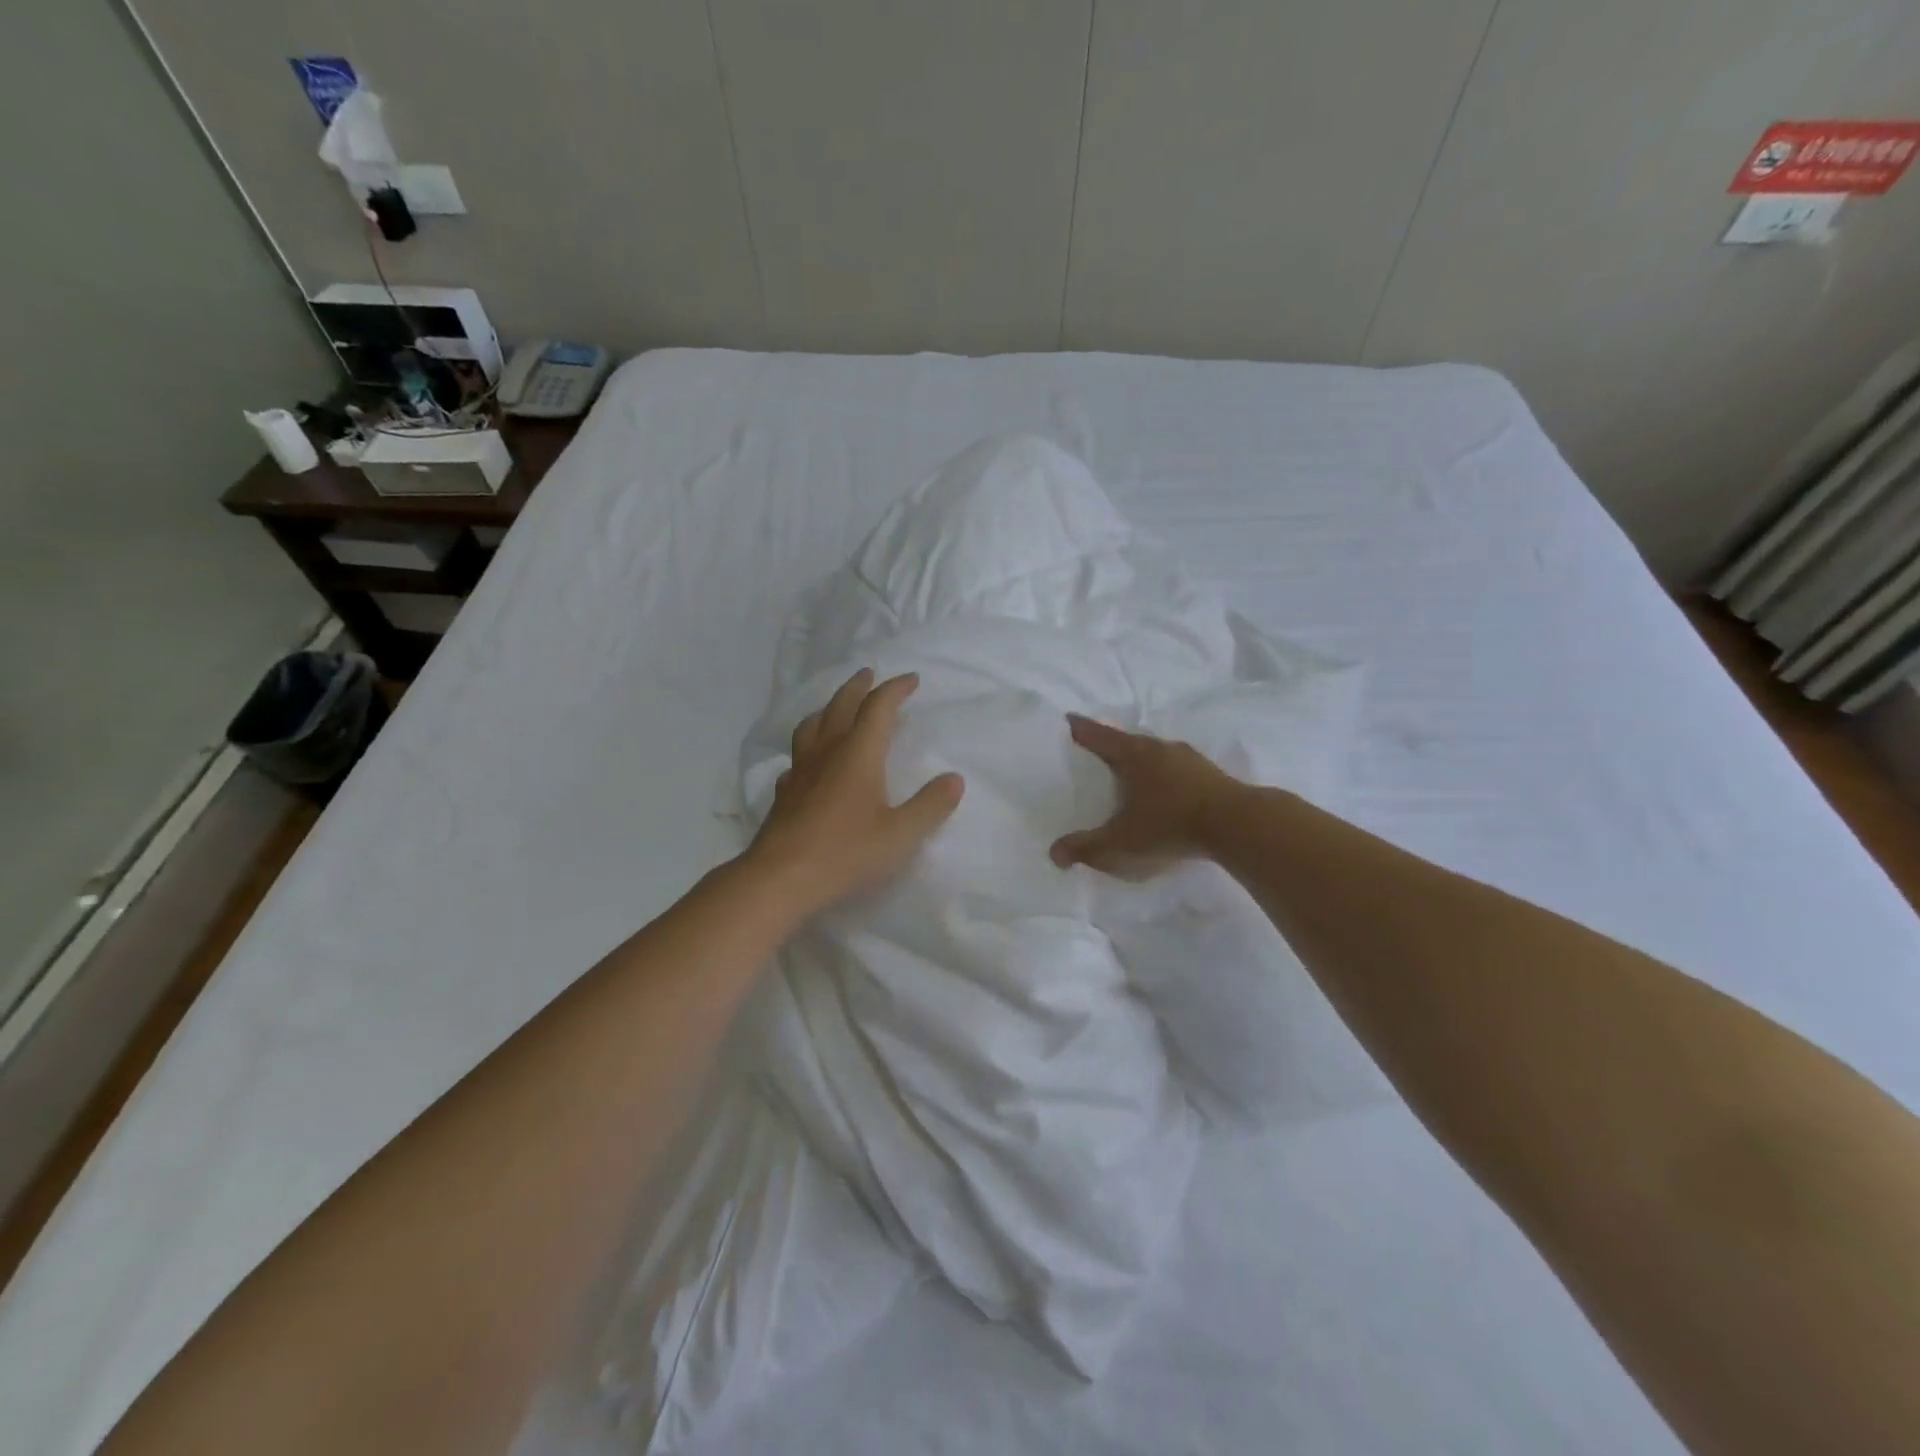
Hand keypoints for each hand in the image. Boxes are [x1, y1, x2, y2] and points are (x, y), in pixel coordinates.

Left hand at [746, 669, 964, 912]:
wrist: (780, 879)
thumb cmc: (846, 853)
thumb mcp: (900, 834)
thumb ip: (930, 806)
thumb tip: (954, 779)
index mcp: (858, 754)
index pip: (878, 708)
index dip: (895, 690)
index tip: (911, 680)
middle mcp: (827, 753)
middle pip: (841, 706)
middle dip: (858, 687)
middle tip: (869, 674)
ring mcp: (800, 772)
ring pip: (812, 726)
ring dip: (828, 709)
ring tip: (836, 708)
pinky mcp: (783, 793)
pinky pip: (797, 757)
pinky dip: (809, 747)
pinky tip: (809, 762)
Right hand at [1050, 714, 1239, 879]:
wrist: (1237, 825)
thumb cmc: (1169, 825)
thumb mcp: (1120, 843)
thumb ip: (1085, 848)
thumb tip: (1054, 853)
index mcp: (1133, 754)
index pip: (1098, 735)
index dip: (1080, 729)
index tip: (1067, 720)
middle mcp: (1159, 747)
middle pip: (1127, 742)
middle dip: (1110, 748)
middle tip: (1095, 756)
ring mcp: (1189, 758)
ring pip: (1155, 755)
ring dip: (1141, 763)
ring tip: (1129, 777)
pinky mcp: (1211, 774)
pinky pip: (1177, 770)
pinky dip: (1164, 777)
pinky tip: (1164, 794)